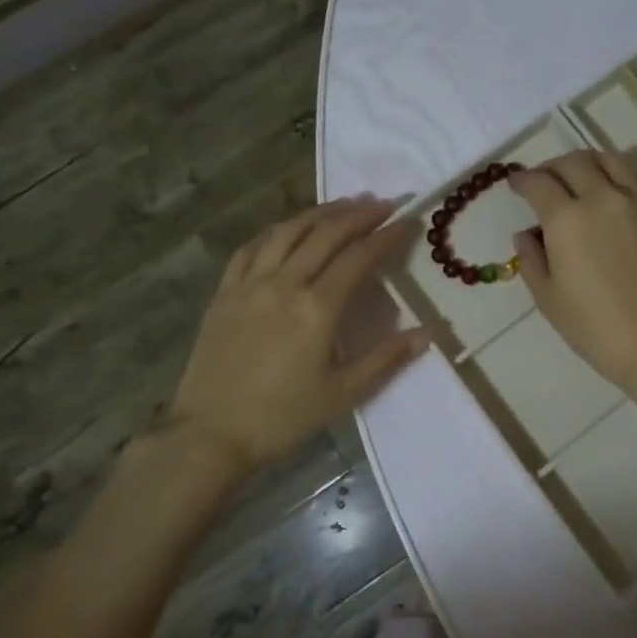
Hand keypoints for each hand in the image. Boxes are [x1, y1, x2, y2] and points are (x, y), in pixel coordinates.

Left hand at [169, 197, 429, 470]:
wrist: (211, 433)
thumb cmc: (282, 417)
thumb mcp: (342, 394)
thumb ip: (385, 359)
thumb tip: (425, 334)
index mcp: (317, 309)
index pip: (358, 258)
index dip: (385, 236)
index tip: (407, 219)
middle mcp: (284, 284)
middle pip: (325, 235)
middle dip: (357, 214)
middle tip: (382, 203)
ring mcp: (249, 284)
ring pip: (287, 232)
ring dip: (318, 214)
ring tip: (342, 205)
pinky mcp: (224, 292)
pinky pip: (251, 248)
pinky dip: (275, 231)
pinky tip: (287, 229)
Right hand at [508, 152, 636, 394]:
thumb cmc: (597, 329)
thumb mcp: (549, 300)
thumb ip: (532, 261)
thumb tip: (526, 235)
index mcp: (567, 219)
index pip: (538, 183)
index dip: (521, 180)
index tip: (514, 183)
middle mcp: (602, 197)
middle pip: (572, 162)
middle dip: (551, 167)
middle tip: (542, 181)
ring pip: (608, 160)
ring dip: (585, 163)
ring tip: (577, 178)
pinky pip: (635, 176)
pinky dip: (616, 173)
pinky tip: (611, 192)